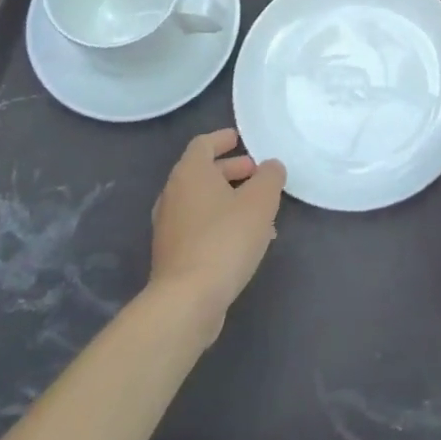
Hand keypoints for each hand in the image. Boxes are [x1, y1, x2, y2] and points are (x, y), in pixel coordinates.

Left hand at [149, 129, 285, 332]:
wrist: (187, 300)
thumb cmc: (225, 239)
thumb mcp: (260, 201)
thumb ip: (270, 176)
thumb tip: (270, 166)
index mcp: (190, 174)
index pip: (203, 144)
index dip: (223, 139)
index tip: (240, 139)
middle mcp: (173, 195)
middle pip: (202, 172)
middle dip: (232, 170)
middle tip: (258, 173)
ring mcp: (169, 226)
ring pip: (203, 201)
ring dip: (229, 198)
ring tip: (260, 209)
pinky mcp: (173, 254)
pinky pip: (199, 225)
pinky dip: (221, 221)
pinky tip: (245, 239)